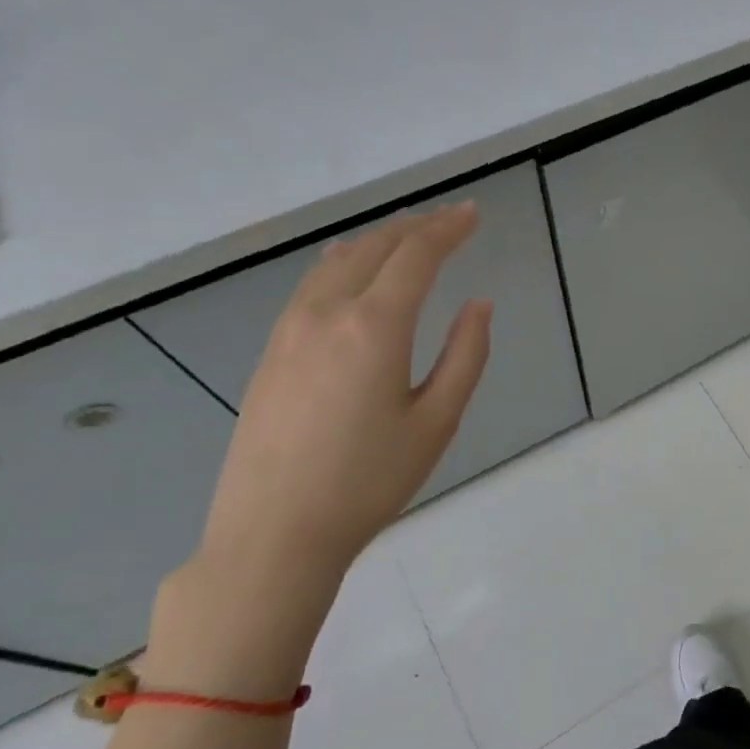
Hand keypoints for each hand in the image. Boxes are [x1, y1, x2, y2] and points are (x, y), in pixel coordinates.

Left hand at [197, 202, 492, 590]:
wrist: (273, 534)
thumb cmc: (369, 481)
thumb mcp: (437, 422)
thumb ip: (466, 356)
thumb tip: (478, 305)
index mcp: (374, 327)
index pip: (416, 255)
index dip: (448, 229)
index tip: (473, 213)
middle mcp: (326, 313)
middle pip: (373, 247)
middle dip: (414, 226)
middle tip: (448, 221)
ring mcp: (289, 331)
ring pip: (336, 261)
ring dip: (377, 240)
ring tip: (407, 236)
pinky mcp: (270, 352)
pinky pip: (312, 285)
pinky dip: (344, 263)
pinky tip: (354, 273)